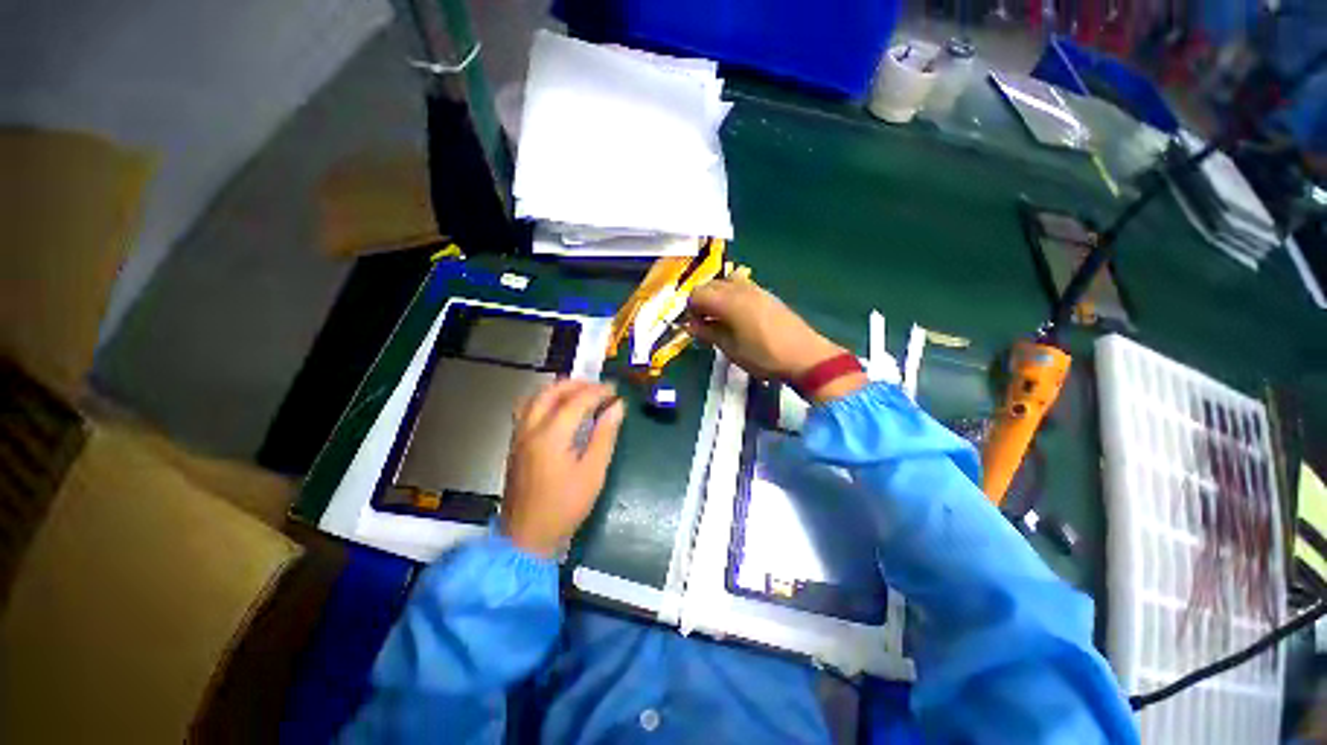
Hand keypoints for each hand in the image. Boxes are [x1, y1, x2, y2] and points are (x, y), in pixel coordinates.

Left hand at [501, 380, 624, 556]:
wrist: (527, 537)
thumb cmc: (565, 507)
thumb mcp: (593, 472)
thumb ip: (605, 435)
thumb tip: (618, 407)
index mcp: (550, 436)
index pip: (576, 401)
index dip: (597, 391)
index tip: (615, 390)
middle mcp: (530, 429)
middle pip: (550, 392)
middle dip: (576, 384)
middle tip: (598, 388)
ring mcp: (519, 436)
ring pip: (535, 397)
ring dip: (558, 389)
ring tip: (580, 392)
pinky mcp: (515, 444)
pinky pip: (528, 409)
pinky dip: (545, 399)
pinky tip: (559, 408)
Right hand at [686, 279, 866, 402]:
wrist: (804, 356)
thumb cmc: (763, 356)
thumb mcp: (730, 349)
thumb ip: (708, 333)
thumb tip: (691, 325)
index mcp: (728, 301)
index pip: (697, 294)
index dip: (690, 309)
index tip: (694, 326)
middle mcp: (740, 288)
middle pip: (710, 285)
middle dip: (702, 301)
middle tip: (704, 323)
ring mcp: (756, 289)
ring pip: (726, 283)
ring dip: (717, 297)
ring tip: (721, 319)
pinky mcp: (768, 294)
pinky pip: (742, 287)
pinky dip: (732, 296)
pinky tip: (739, 317)